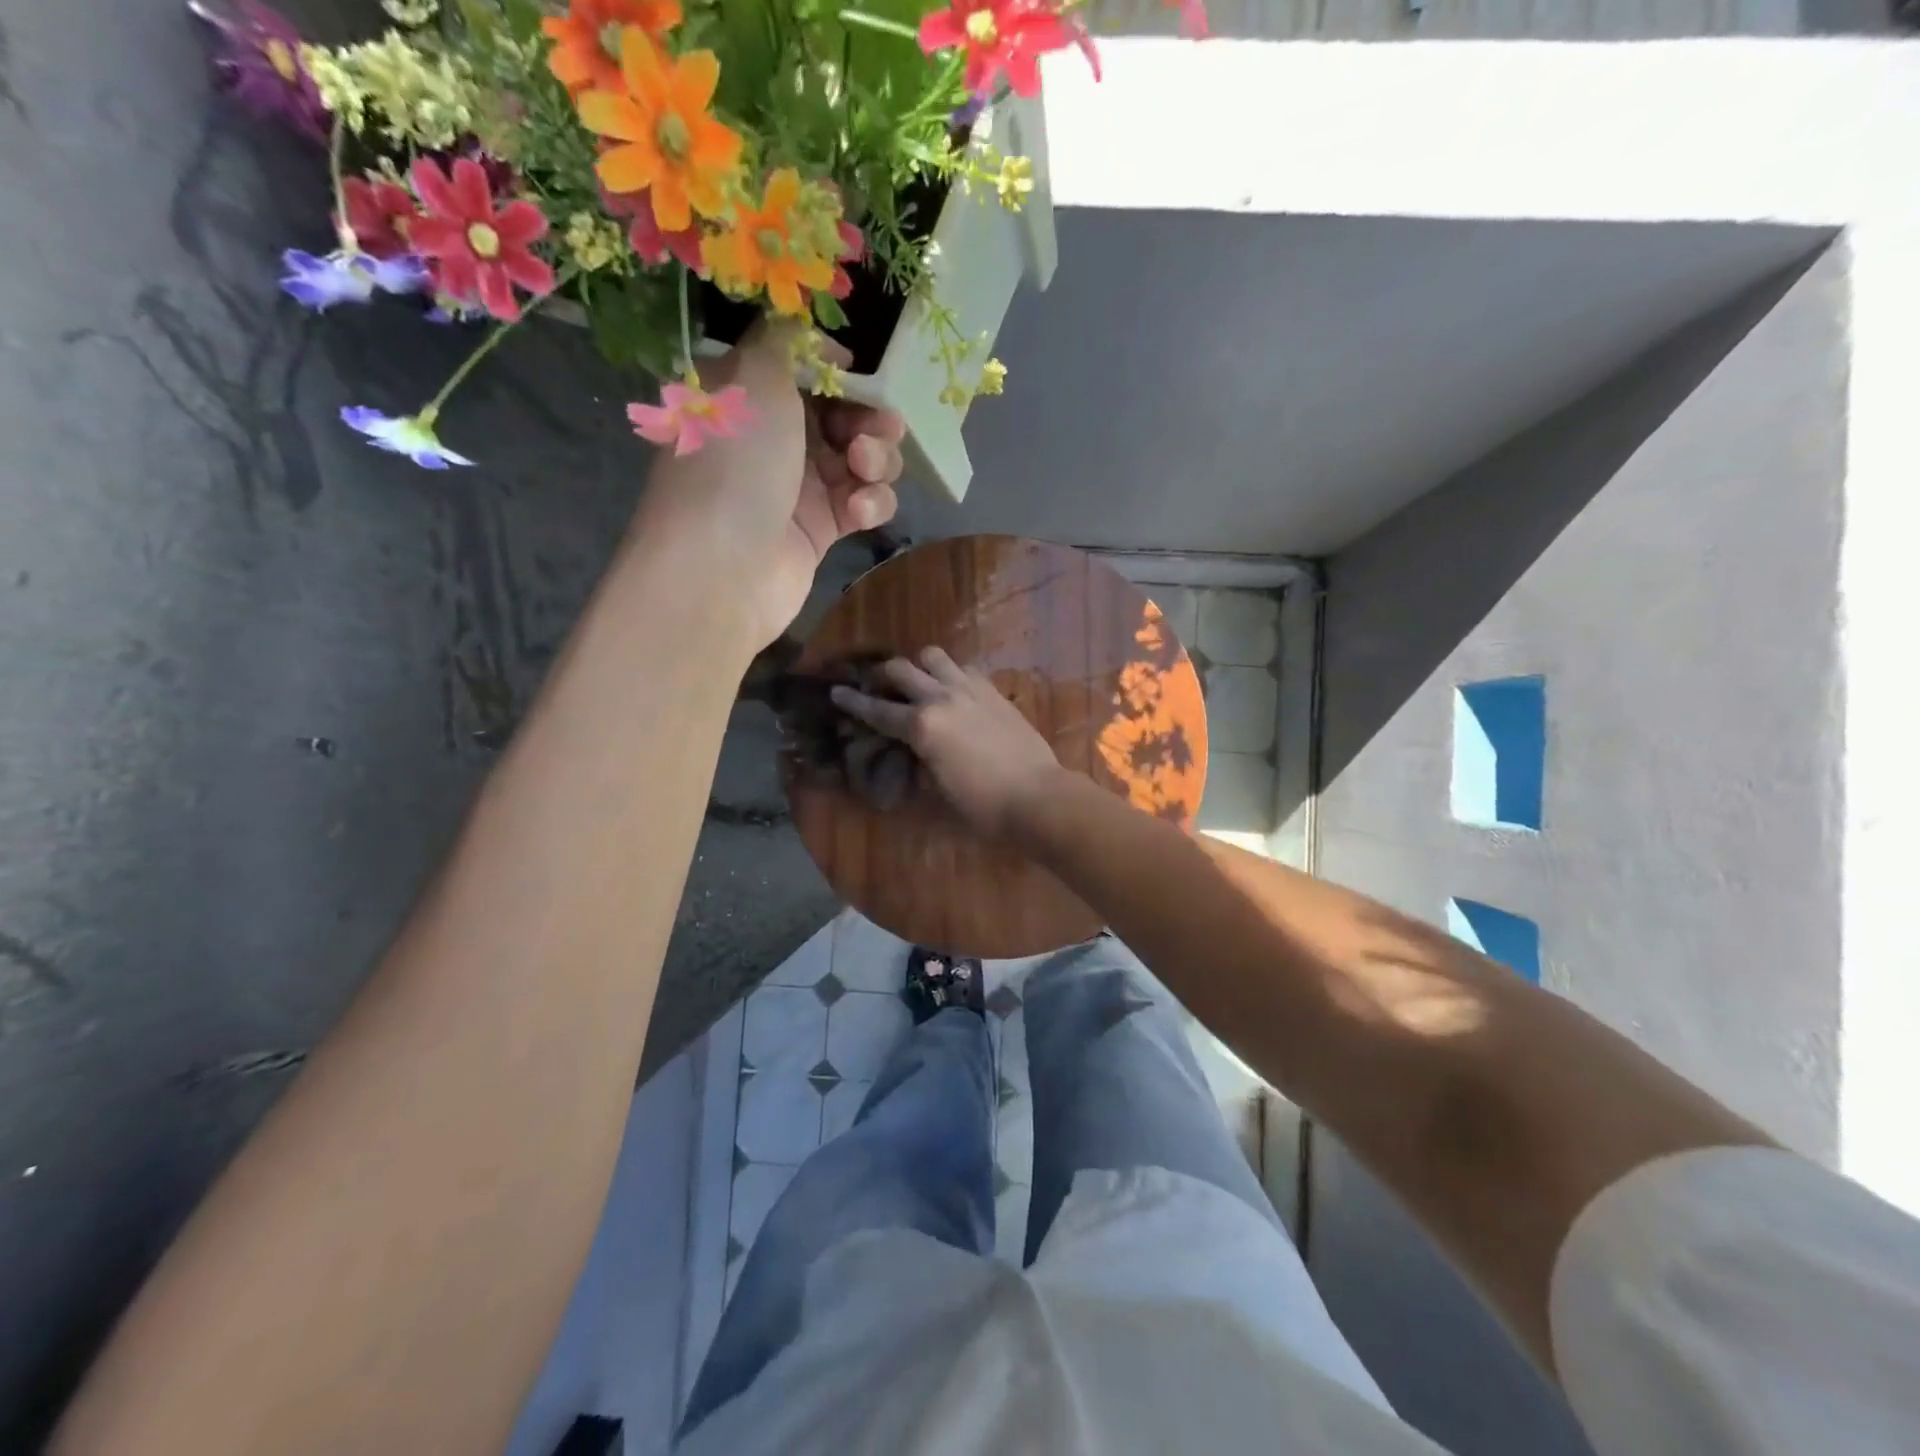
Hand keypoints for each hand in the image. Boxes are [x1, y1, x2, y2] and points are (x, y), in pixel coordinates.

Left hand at [637, 322, 904, 649]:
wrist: (724, 569)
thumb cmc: (736, 464)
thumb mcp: (754, 377)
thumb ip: (785, 341)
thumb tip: (810, 334)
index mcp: (748, 397)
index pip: (802, 370)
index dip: (836, 370)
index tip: (857, 374)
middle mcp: (774, 438)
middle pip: (842, 414)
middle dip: (868, 419)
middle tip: (874, 432)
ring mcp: (799, 486)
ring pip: (861, 459)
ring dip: (877, 460)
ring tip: (864, 470)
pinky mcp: (822, 529)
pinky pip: (863, 503)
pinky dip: (871, 503)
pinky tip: (859, 512)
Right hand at [830, 647, 1066, 839]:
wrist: (1037, 796)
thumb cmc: (982, 806)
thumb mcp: (936, 792)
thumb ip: (915, 764)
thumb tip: (908, 751)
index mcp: (922, 726)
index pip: (877, 710)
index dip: (853, 701)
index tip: (836, 691)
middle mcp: (941, 698)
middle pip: (901, 669)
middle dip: (882, 675)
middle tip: (878, 686)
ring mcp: (970, 689)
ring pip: (934, 656)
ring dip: (919, 665)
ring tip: (919, 682)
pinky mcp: (993, 690)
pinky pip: (964, 668)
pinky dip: (951, 673)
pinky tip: (953, 691)